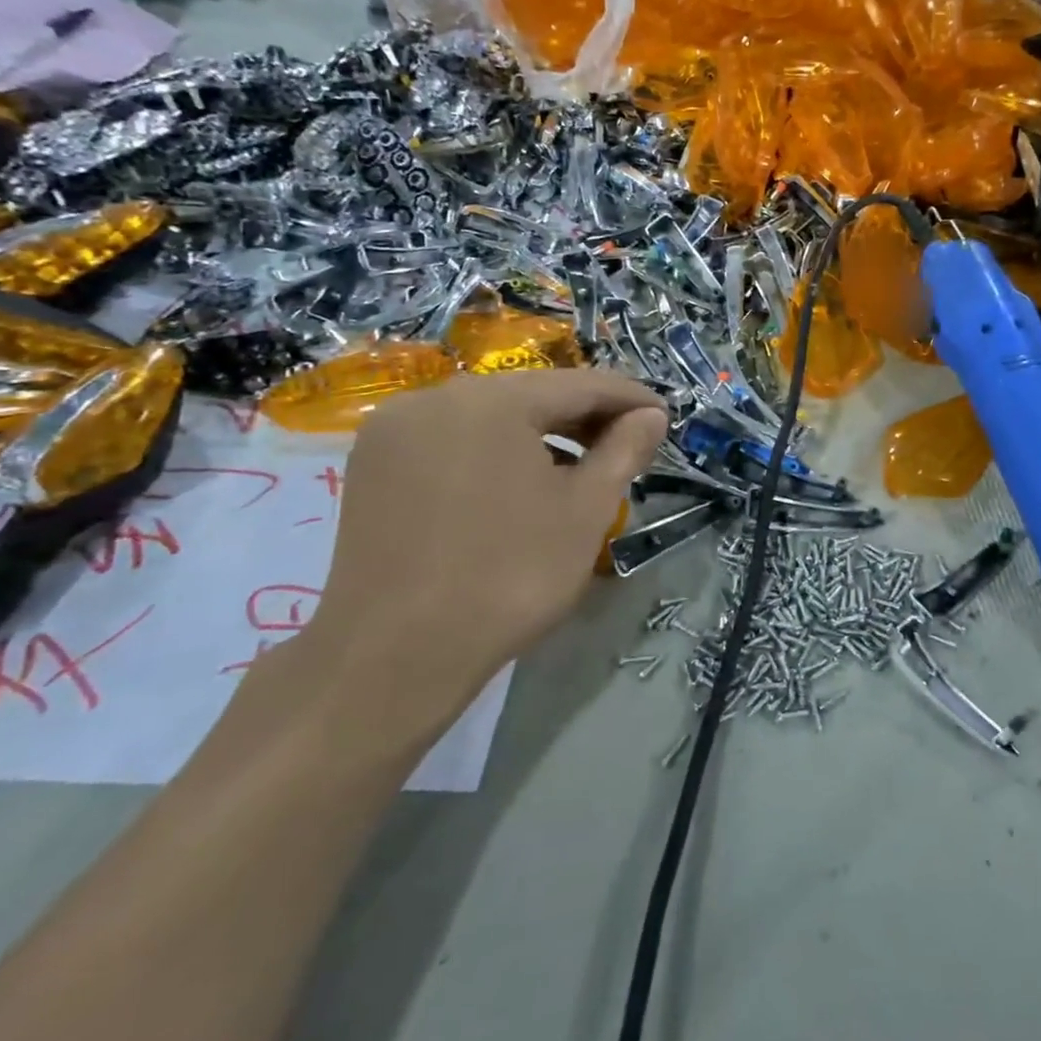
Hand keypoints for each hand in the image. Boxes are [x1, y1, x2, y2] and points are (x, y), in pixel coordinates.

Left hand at [305, 370, 667, 712]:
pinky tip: (523, 482)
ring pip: (492, 415)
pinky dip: (499, 449)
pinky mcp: (374, 464)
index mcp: (491, 401)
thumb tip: (651, 415)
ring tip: (583, 468)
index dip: (630, 399)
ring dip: (544, 434)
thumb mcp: (585, 510)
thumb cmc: (509, 575)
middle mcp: (435, 398)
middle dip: (587, 417)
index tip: (665, 417)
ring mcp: (396, 430)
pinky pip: (455, 438)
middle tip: (631, 446)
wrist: (394, 655)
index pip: (580, 384)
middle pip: (532, 394)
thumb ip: (624, 450)